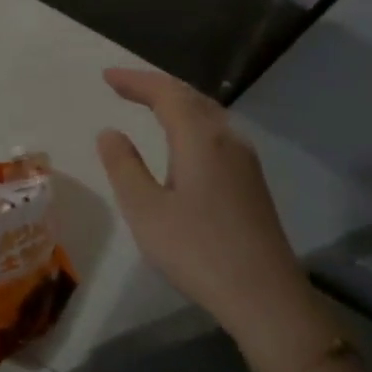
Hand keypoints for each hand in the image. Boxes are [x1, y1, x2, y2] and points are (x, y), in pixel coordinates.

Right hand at [96, 68, 313, 359]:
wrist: (264, 295)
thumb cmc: (197, 250)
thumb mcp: (145, 210)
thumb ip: (124, 166)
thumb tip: (110, 132)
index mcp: (201, 139)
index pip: (166, 93)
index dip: (135, 81)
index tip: (106, 76)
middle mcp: (228, 140)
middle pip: (191, 97)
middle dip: (155, 86)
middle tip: (123, 85)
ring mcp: (245, 161)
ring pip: (208, 115)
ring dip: (176, 103)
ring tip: (149, 105)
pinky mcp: (251, 182)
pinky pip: (217, 134)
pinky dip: (191, 123)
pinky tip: (183, 142)